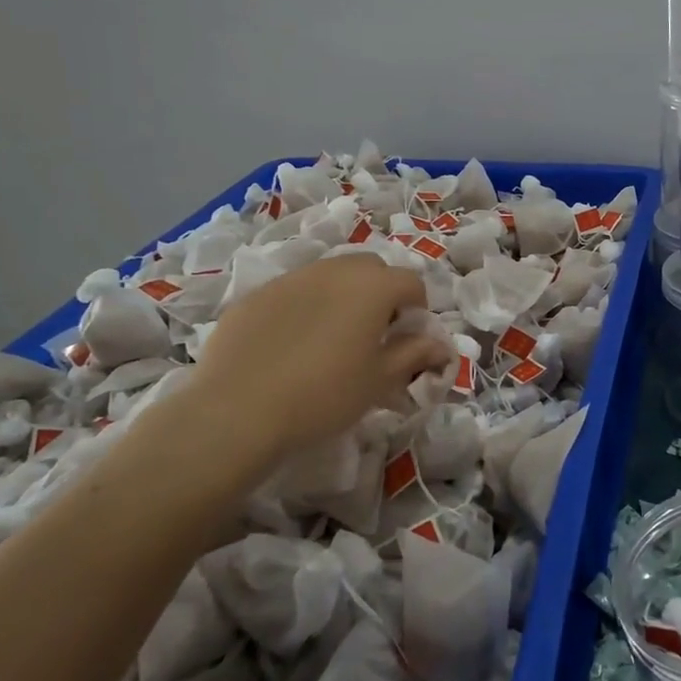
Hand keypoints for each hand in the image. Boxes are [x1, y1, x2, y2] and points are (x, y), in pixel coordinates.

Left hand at [180, 254, 449, 468]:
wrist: (238, 411)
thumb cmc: (325, 396)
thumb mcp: (380, 380)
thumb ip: (415, 354)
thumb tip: (442, 346)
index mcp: (373, 287)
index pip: (411, 282)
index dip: (417, 308)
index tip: (407, 338)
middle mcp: (334, 270)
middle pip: (370, 268)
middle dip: (380, 292)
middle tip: (373, 333)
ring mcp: (291, 279)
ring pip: (329, 275)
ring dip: (342, 295)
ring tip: (331, 337)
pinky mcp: (255, 295)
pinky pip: (293, 292)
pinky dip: (304, 307)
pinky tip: (291, 345)